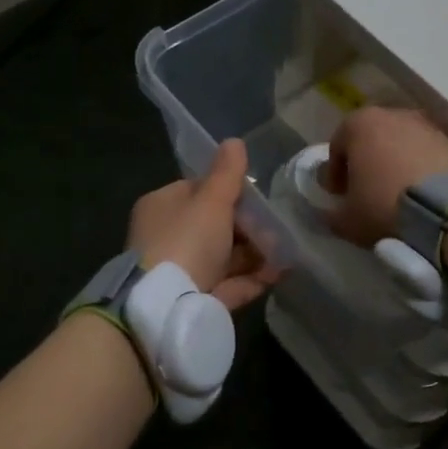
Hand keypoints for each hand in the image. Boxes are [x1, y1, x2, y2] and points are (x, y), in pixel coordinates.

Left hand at [128, 139, 280, 311]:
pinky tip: (279, 273)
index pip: (197, 191)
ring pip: (223, 257)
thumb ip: (227, 174)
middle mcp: (167, 237)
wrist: (165, 307)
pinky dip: (252, 278)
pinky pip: (228, 284)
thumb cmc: (186, 240)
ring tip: (285, 250)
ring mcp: (180, 272)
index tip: (258, 197)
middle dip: (248, 227)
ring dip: (255, 253)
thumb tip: (234, 141)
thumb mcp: (210, 201)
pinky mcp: (194, 301)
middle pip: (213, 226)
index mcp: (162, 206)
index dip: (228, 191)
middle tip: (277, 227)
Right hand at [324, 107, 447, 245]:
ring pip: (400, 145)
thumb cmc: (384, 206)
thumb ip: (332, 214)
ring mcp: (425, 125)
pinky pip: (425, 154)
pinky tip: (420, 194)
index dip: (335, 174)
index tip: (339, 196)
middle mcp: (392, 115)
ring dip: (394, 164)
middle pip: (370, 140)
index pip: (337, 146)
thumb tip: (330, 213)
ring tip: (395, 195)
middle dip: (366, 163)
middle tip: (366, 192)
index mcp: (359, 124)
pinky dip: (418, 168)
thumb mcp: (348, 220)